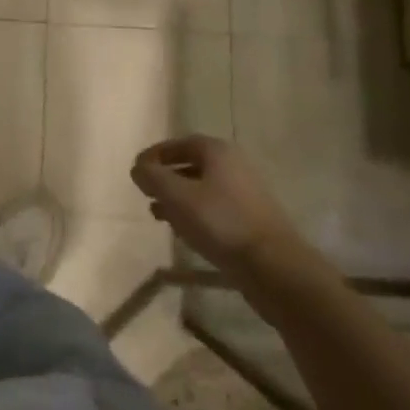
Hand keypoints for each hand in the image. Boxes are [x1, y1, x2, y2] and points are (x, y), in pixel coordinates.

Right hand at [130, 135, 322, 286]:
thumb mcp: (176, 195)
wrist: (273, 265)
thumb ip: (152, 176)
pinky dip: (195, 213)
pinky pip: (214, 208)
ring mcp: (246, 193)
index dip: (155, 155)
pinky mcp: (251, 218)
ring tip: (158, 214)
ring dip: (178, 198)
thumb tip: (139, 168)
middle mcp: (234, 165)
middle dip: (165, 178)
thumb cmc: (220, 222)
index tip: (136, 171)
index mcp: (218, 152)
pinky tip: (183, 231)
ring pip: (202, 188)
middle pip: (191, 164)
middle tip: (145, 192)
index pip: (178, 144)